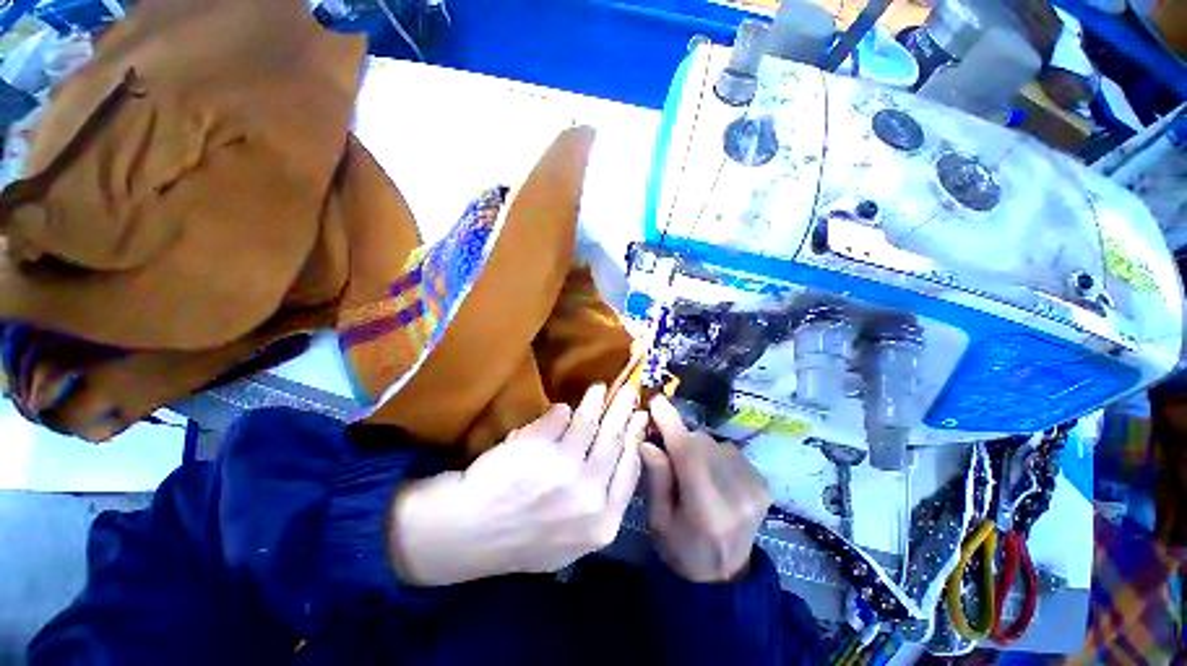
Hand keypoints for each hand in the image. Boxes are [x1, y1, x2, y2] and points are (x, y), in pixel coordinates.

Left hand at [391, 383, 646, 584]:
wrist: (466, 535)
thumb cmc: (521, 536)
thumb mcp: (572, 536)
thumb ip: (599, 499)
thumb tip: (618, 449)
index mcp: (602, 523)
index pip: (630, 469)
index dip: (635, 438)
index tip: (640, 418)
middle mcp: (590, 496)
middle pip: (615, 440)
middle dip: (624, 410)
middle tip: (630, 391)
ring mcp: (566, 470)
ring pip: (590, 422)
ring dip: (596, 400)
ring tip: (599, 388)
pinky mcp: (541, 447)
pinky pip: (560, 417)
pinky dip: (562, 411)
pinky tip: (564, 408)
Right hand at [640, 395, 771, 582]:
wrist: (724, 576)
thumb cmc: (682, 550)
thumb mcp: (658, 520)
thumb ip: (656, 478)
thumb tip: (648, 440)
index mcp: (708, 510)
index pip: (688, 455)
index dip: (671, 424)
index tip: (657, 401)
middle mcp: (737, 496)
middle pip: (702, 444)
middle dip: (681, 440)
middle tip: (668, 452)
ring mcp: (755, 489)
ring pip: (716, 444)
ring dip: (698, 447)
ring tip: (691, 468)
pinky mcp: (763, 485)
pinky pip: (730, 451)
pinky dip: (715, 454)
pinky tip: (710, 472)